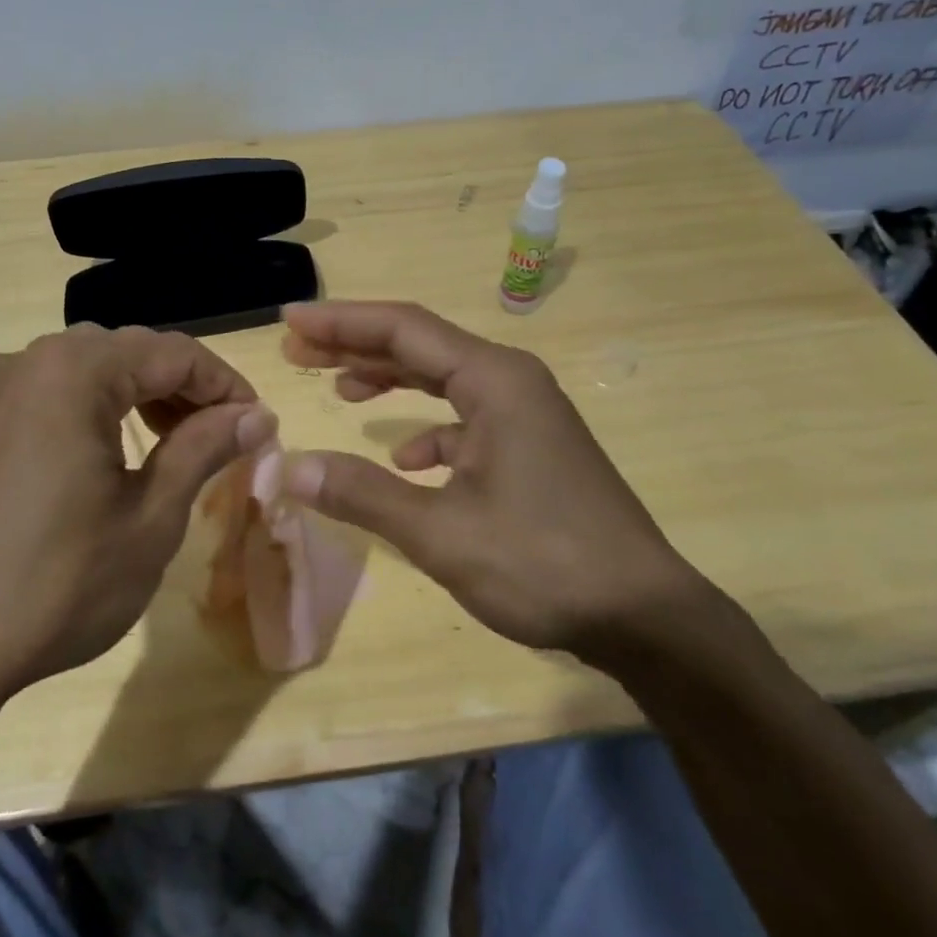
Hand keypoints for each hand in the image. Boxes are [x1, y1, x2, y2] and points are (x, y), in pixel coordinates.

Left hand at [0, 325, 276, 716]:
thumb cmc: (59, 585)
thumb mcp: (152, 517)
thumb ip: (205, 447)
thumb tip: (257, 415)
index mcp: (78, 370)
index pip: (175, 355)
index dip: (226, 385)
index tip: (257, 425)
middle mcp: (30, 360)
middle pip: (130, 353)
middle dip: (183, 388)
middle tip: (221, 436)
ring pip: (83, 365)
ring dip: (132, 391)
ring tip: (166, 435)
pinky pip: (27, 384)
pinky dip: (65, 395)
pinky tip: (70, 423)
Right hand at [278, 301, 713, 658]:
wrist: (646, 617)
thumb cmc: (544, 564)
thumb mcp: (442, 533)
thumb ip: (363, 494)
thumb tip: (291, 469)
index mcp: (493, 380)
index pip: (402, 328)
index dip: (340, 322)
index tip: (290, 320)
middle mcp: (511, 380)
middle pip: (420, 345)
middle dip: (356, 345)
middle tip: (297, 349)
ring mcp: (526, 413)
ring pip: (443, 379)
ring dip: (390, 380)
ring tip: (339, 388)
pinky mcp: (533, 445)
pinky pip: (467, 418)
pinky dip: (429, 429)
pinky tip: (406, 460)